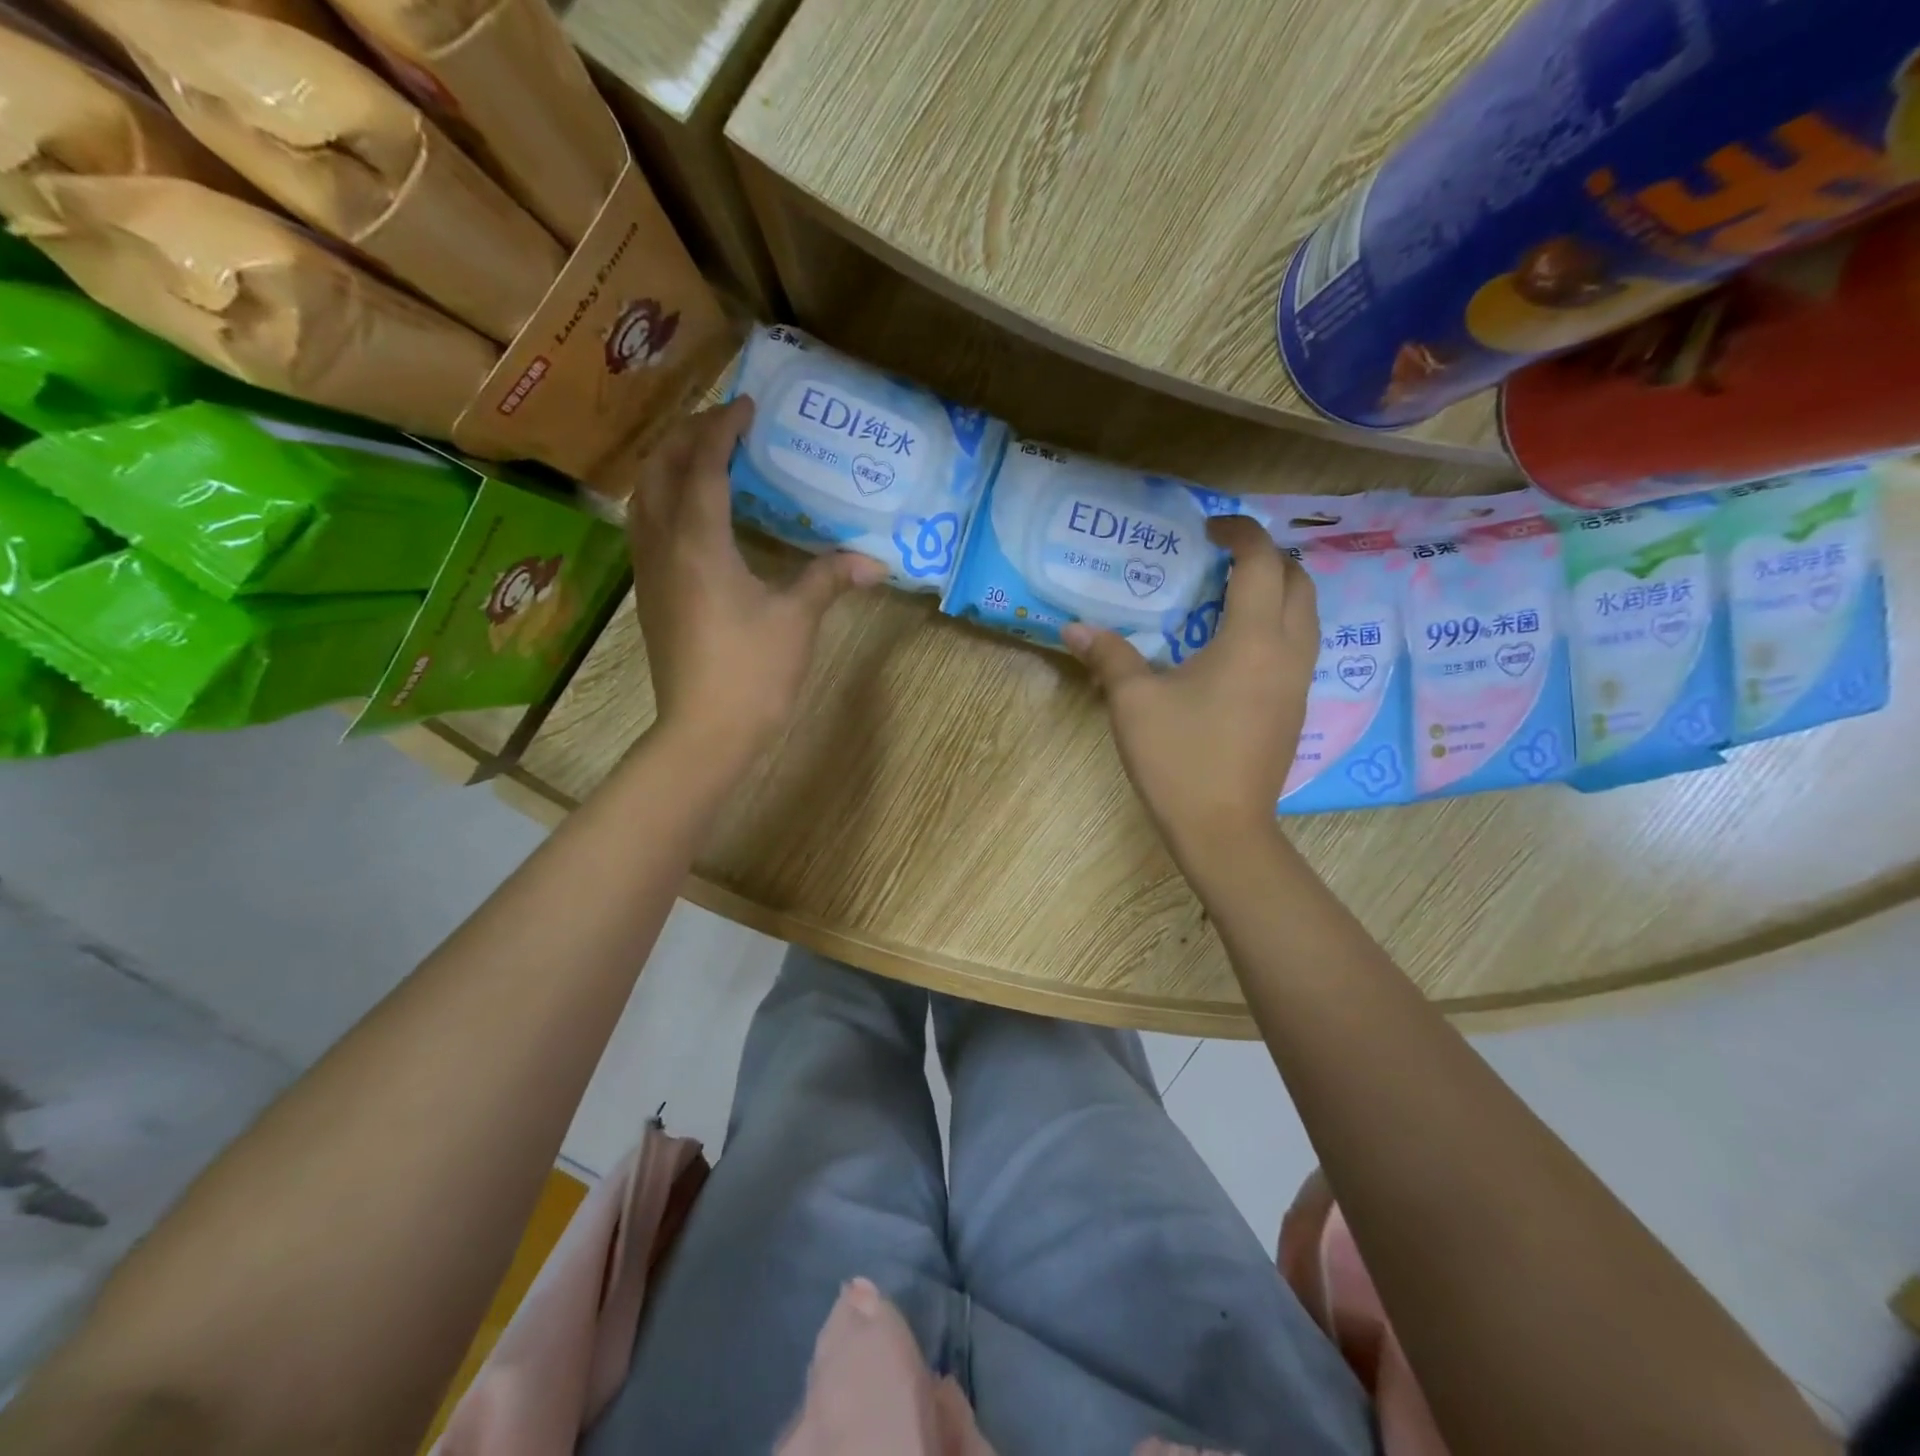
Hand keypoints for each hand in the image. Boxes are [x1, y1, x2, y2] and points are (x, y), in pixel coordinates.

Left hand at [627, 398, 886, 767]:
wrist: (705, 733)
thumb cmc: (752, 672)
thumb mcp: (797, 619)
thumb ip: (829, 578)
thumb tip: (875, 562)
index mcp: (698, 542)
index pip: (702, 463)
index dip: (722, 428)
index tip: (747, 407)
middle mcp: (663, 546)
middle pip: (660, 470)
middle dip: (687, 435)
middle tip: (724, 425)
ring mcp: (649, 573)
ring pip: (644, 498)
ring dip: (670, 466)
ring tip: (705, 457)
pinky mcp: (651, 597)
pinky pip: (647, 527)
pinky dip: (666, 500)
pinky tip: (694, 514)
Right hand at [1063, 515, 1317, 872]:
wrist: (1223, 830)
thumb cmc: (1179, 759)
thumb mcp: (1134, 703)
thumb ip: (1108, 656)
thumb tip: (1073, 628)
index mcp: (1253, 640)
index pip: (1261, 562)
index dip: (1240, 532)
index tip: (1208, 527)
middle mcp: (1289, 652)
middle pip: (1298, 581)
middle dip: (1266, 557)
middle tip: (1222, 559)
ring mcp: (1298, 683)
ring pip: (1308, 615)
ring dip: (1278, 590)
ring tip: (1231, 595)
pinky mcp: (1295, 709)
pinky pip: (1300, 646)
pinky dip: (1278, 625)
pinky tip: (1236, 647)